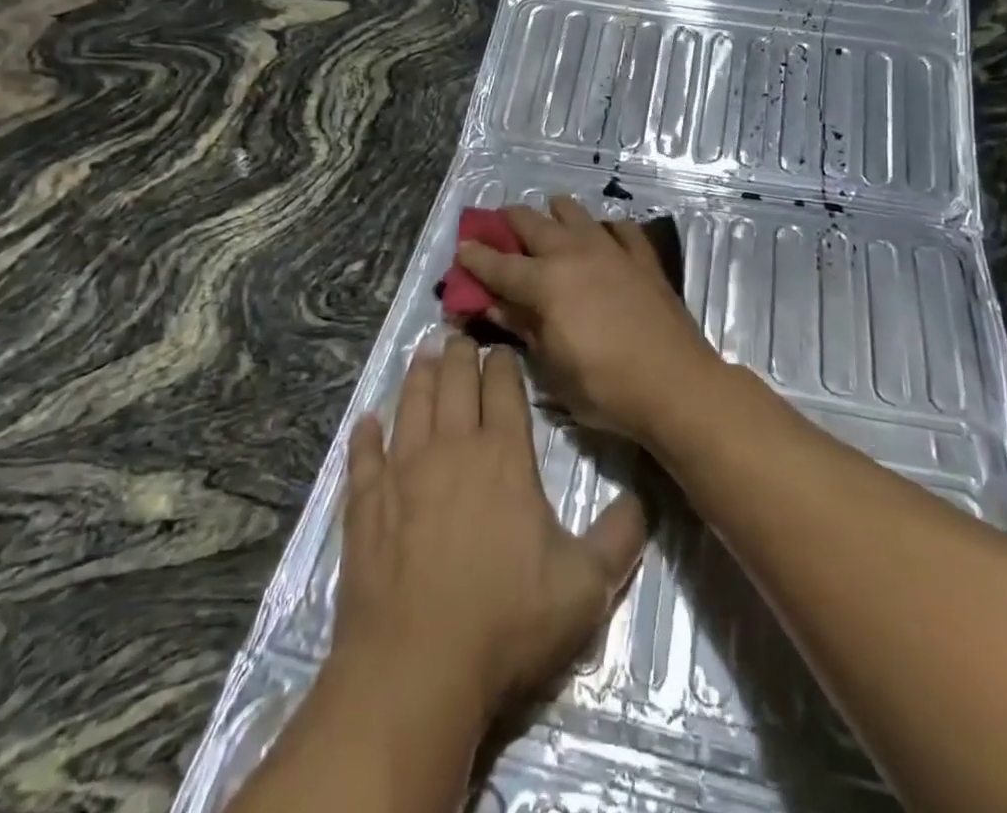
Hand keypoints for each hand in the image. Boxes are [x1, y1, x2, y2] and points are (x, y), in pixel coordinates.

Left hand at [332, 334, 647, 732]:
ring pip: (411, 405)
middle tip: (458, 335)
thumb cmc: (505, 622)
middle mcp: (452, 448)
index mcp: (503, 456)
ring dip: (419, 376)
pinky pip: (364, 456)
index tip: (501, 347)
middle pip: (454, 382)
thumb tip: (641, 500)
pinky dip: (366, 435)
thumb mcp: (585, 586)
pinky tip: (367, 422)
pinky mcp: (366, 504)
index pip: (504, 389)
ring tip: (424, 354)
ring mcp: (402, 472)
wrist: (415, 670)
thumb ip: (619, 538)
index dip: (503, 364)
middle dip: (459, 353)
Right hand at [455, 196, 723, 443]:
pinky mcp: (642, 257)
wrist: (676, 384)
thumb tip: (494, 304)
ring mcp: (611, 250)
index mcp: (546, 282)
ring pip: (574, 212)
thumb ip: (523, 326)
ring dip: (554, 214)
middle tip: (499, 228)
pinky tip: (602, 237)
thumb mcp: (552, 367)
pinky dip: (604, 228)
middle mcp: (574, 253)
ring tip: (549, 223)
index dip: (476, 256)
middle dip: (509, 221)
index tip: (461, 247)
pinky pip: (620, 228)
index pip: (500, 264)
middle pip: (532, 223)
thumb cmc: (606, 387)